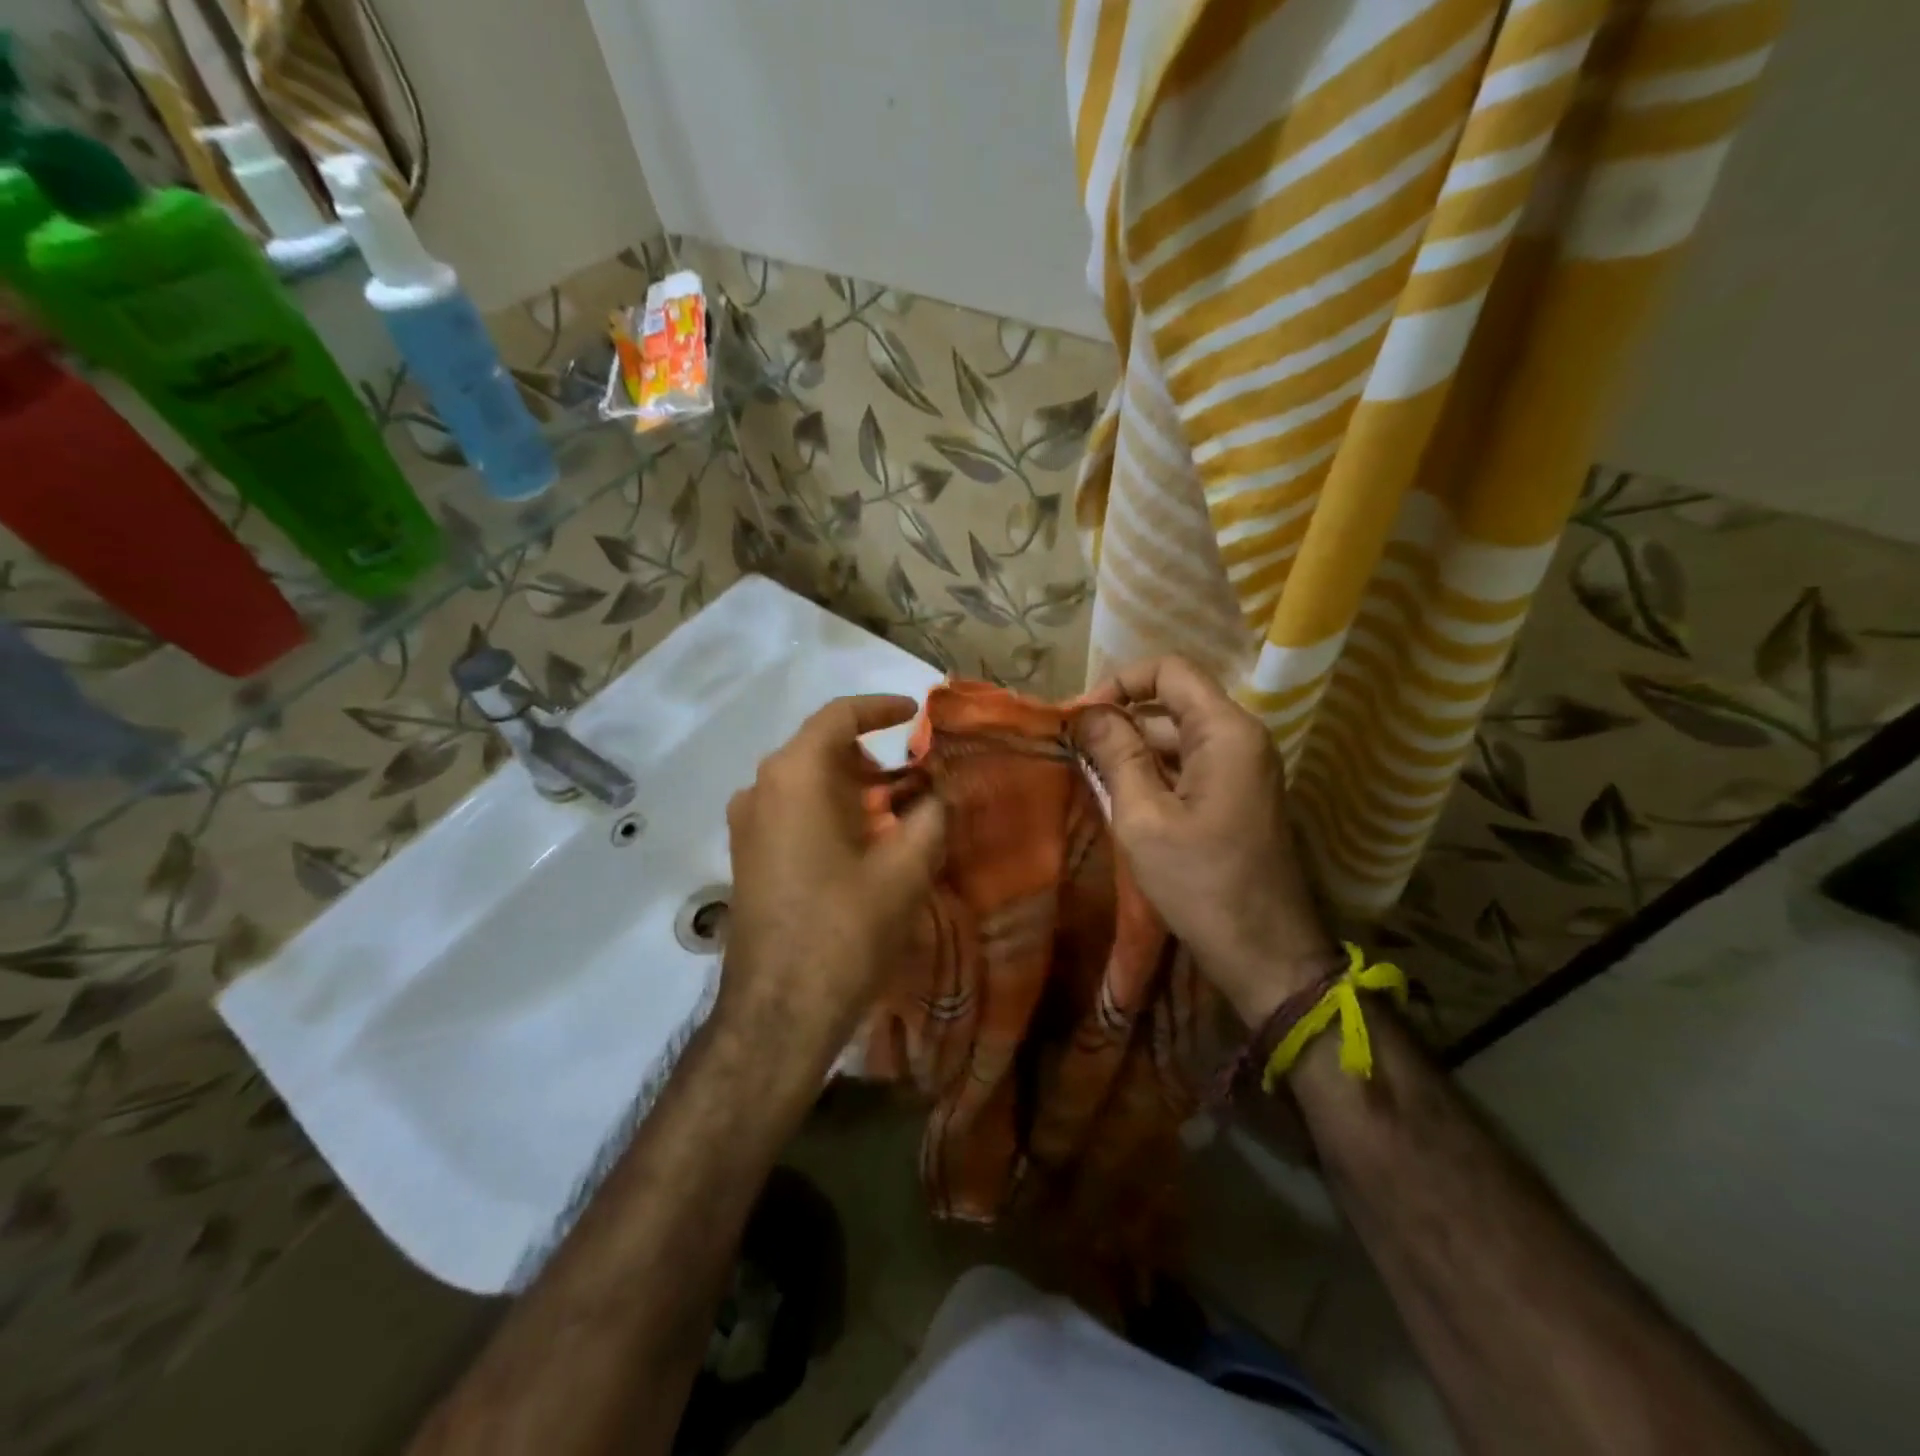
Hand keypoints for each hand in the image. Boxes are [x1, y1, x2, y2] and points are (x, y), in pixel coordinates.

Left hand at [722, 695, 945, 1068]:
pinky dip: (828, 810)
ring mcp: (746, 823)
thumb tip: (941, 791)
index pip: (838, 716)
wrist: (780, 1010)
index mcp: (795, 775)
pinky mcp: (746, 855)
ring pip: (805, 782)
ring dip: (850, 787)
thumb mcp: (905, 868)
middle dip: (871, 757)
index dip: (880, 708)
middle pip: (820, 749)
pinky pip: (791, 811)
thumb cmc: (846, 928)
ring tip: (894, 815)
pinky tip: (860, 845)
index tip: (914, 713)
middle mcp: (761, 787)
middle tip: (914, 779)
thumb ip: (931, 815)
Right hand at [1075, 657, 1338, 1026]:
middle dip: (1121, 720)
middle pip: (1173, 703)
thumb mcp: (1144, 818)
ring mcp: (1244, 769)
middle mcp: (1242, 738)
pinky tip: (1121, 798)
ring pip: (1179, 737)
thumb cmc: (1201, 883)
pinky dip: (1155, 773)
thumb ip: (1116, 755)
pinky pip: (1191, 766)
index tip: (1080, 718)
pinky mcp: (1239, 797)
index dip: (1120, 683)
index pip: (1169, 671)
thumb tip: (1088, 713)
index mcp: (1226, 732)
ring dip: (1134, 750)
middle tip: (1073, 750)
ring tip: (1089, 775)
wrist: (1265, 954)